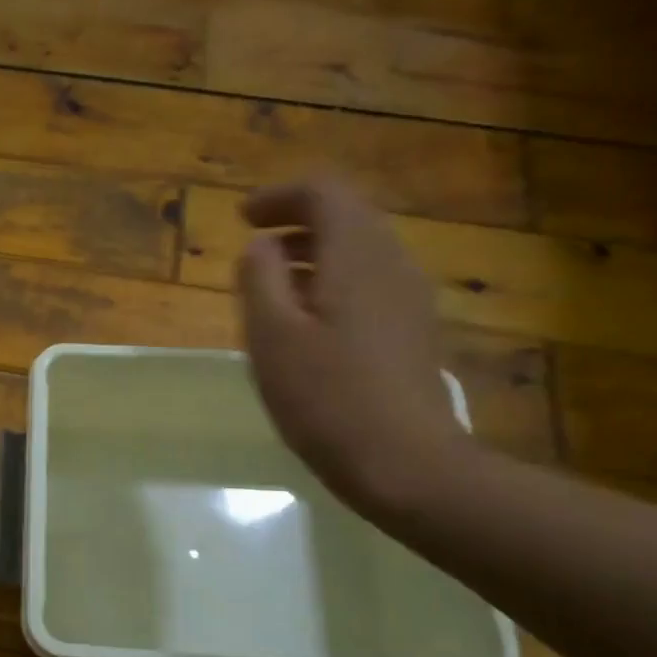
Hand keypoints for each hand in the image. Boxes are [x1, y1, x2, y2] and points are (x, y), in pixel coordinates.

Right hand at [236, 178, 470, 516]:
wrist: (406, 463)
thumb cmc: (326, 396)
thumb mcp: (272, 335)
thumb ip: (260, 278)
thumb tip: (261, 246)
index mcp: (357, 256)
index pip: (325, 193)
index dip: (280, 196)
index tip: (242, 218)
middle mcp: (393, 264)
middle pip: (348, 216)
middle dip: (297, 221)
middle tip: (253, 246)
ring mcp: (410, 298)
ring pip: (361, 250)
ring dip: (314, 253)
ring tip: (272, 284)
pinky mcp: (414, 330)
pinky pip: (370, 282)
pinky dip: (333, 280)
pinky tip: (307, 321)